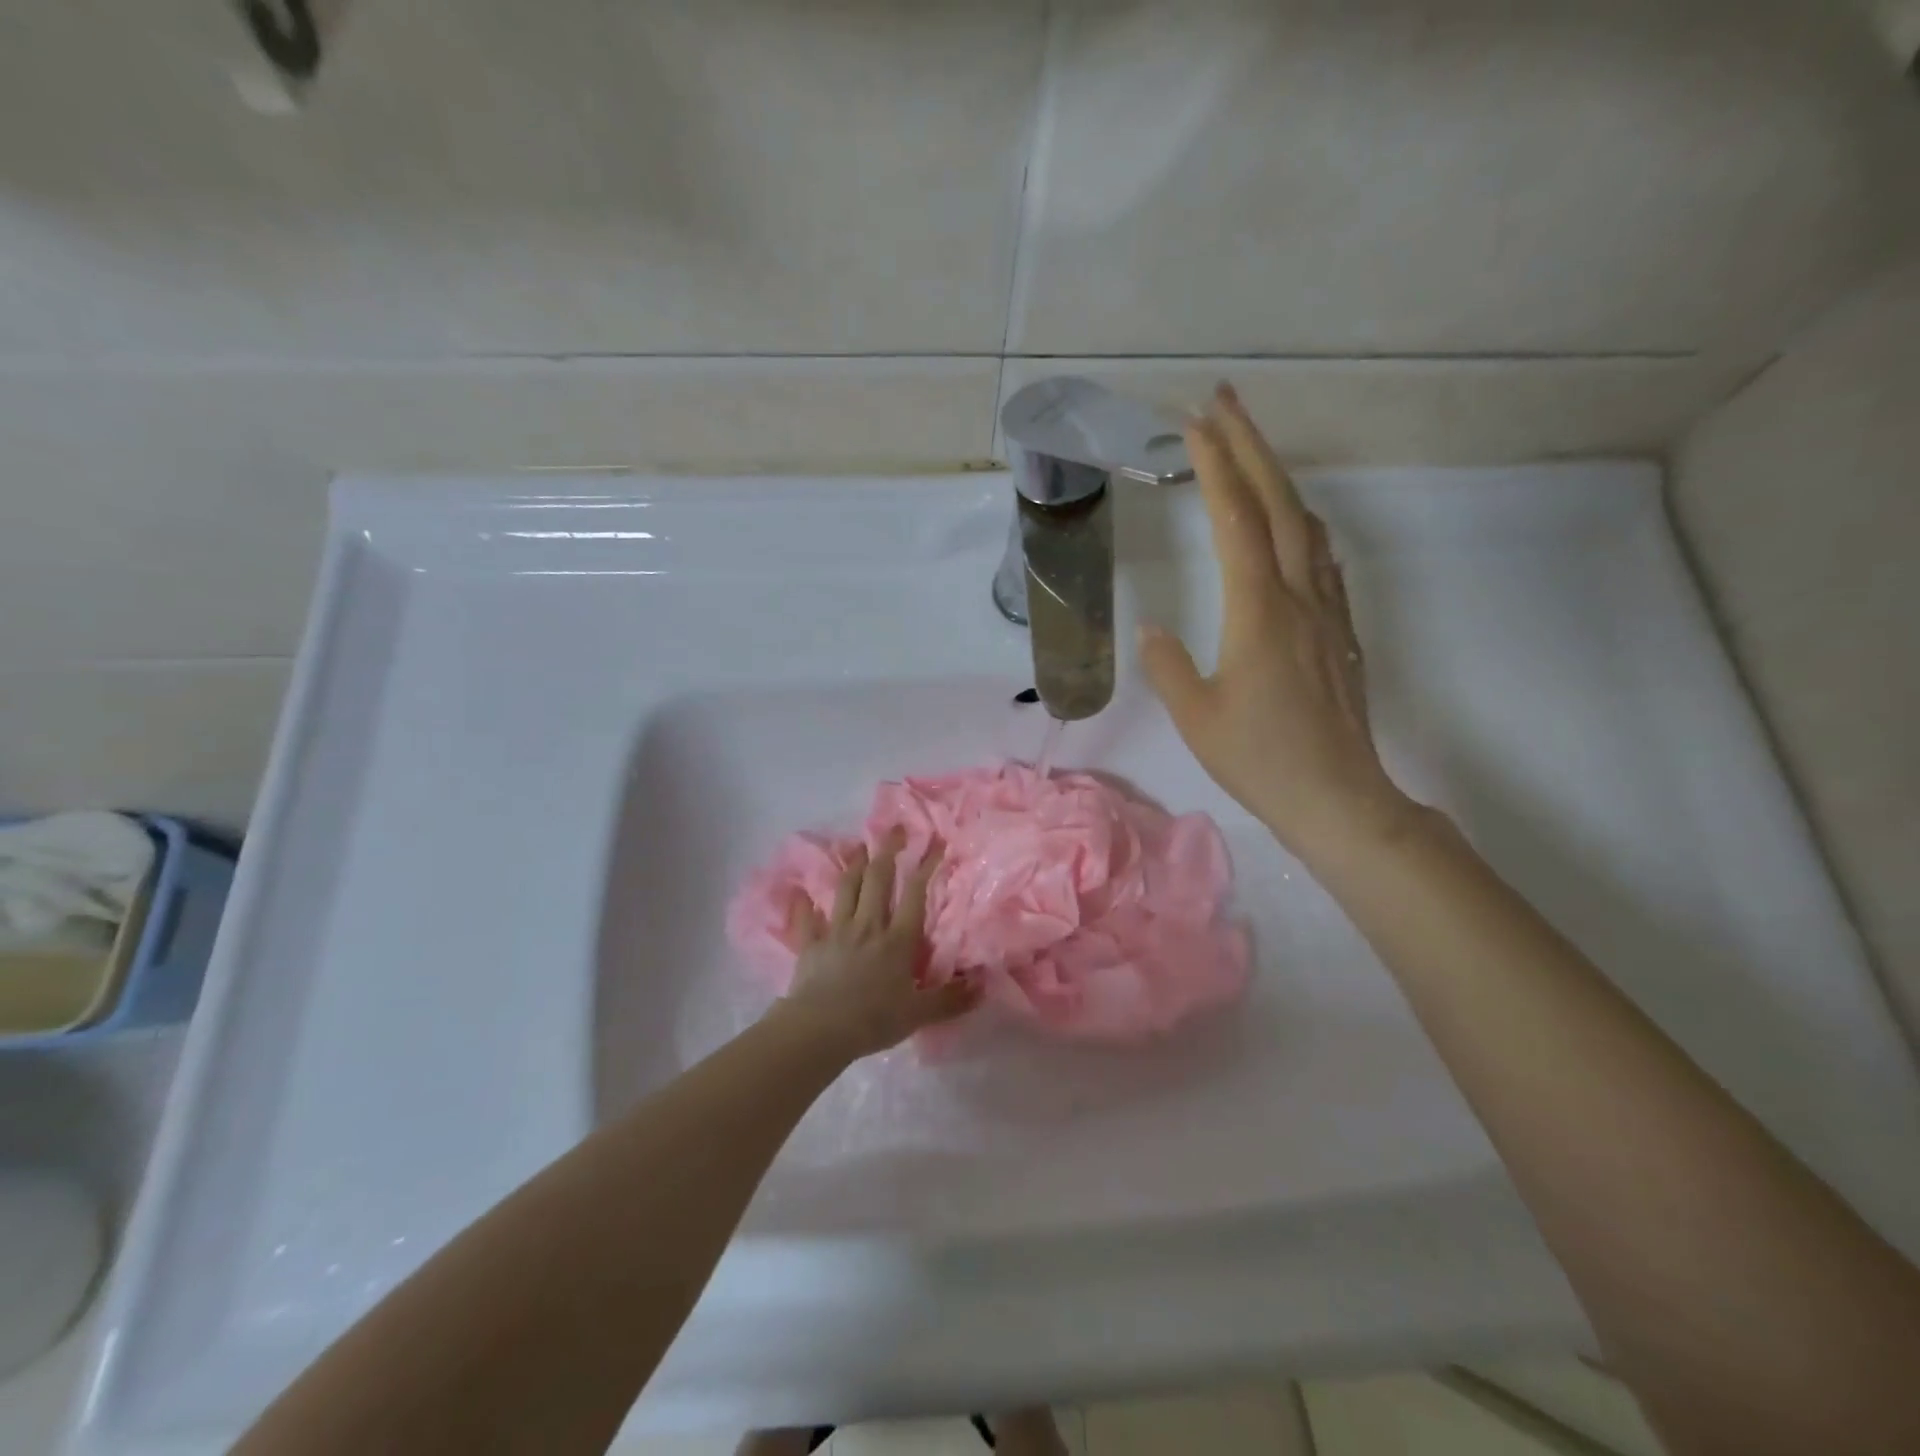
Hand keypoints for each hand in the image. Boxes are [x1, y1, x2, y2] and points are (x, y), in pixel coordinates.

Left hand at [775, 832, 980, 1058]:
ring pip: (847, 890)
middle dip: (888, 851)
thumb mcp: (920, 1014)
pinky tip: (799, 892)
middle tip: (894, 829)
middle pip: (879, 880)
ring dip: (854, 866)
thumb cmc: (875, 1020)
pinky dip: (803, 905)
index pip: (915, 894)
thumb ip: (951, 998)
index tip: (936, 843)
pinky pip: (806, 920)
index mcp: (898, 939)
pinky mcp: (811, 945)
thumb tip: (983, 984)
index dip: (926, 866)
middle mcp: (869, 926)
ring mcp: (837, 932)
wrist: (821, 1029)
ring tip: (859, 847)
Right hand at [1138, 381, 1419, 866]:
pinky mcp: (1339, 631)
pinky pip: (1322, 558)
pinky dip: (1300, 523)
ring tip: (1251, 451)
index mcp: (1257, 610)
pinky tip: (1291, 526)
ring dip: (1277, 477)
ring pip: (1305, 524)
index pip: (1235, 519)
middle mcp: (1298, 595)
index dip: (1216, 465)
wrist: (1339, 797)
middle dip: (1250, 443)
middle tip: (1223, 399)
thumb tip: (1152, 627)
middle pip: (1277, 501)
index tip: (1194, 422)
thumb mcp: (1196, 716)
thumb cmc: (1260, 759)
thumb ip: (1169, 665)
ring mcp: (1326, 610)